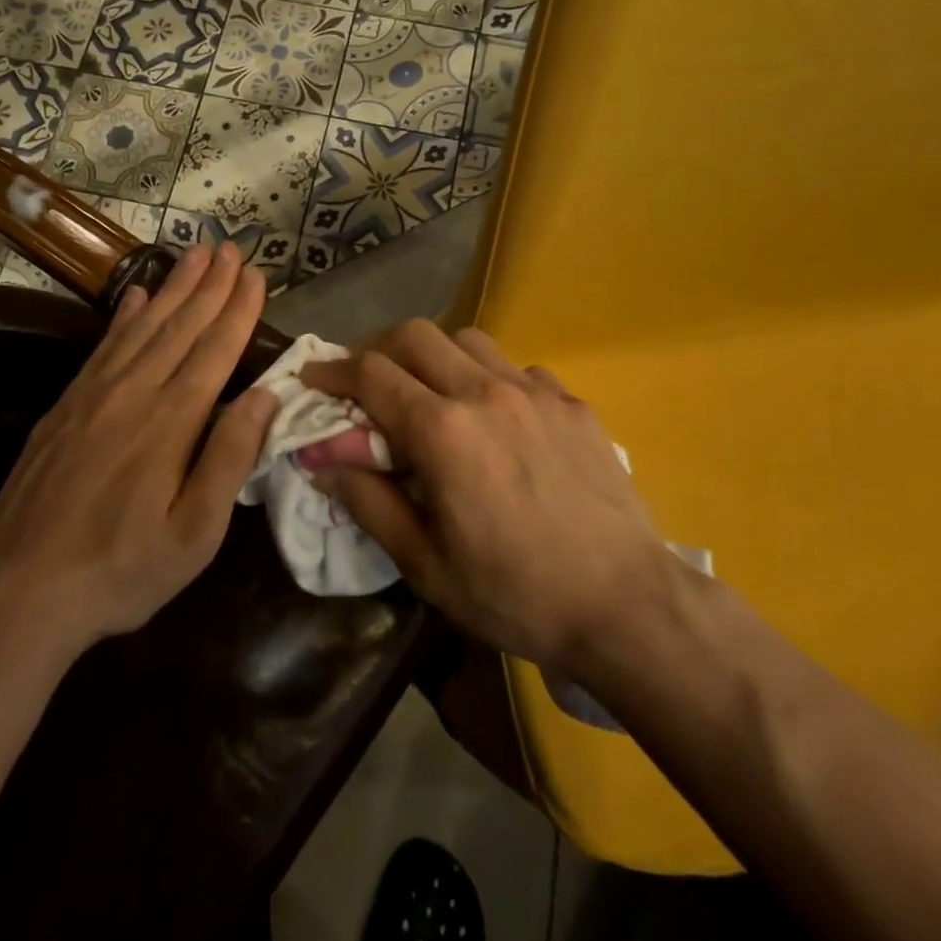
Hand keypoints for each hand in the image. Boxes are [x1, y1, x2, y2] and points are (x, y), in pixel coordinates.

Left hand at [0, 242, 277, 653]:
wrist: (21, 592)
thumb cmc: (123, 570)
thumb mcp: (195, 534)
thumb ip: (229, 459)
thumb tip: (263, 396)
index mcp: (171, 423)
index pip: (214, 350)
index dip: (237, 310)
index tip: (254, 274)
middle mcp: (134, 394)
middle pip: (180, 327)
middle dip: (209, 285)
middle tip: (229, 248)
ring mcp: (93, 396)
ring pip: (142, 327)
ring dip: (172, 288)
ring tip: (193, 255)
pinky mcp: (64, 407)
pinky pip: (102, 347)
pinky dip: (123, 316)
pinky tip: (135, 295)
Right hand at [302, 321, 666, 672]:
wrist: (626, 605)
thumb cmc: (515, 594)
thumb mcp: (425, 564)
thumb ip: (368, 502)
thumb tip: (323, 462)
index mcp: (443, 431)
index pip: (371, 374)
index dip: (333, 370)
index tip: (314, 378)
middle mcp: (485, 393)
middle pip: (416, 335)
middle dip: (379, 350)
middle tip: (369, 384)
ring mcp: (535, 391)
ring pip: (468, 340)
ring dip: (436, 357)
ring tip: (432, 395)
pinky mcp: (572, 403)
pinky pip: (517, 369)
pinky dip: (490, 379)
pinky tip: (498, 420)